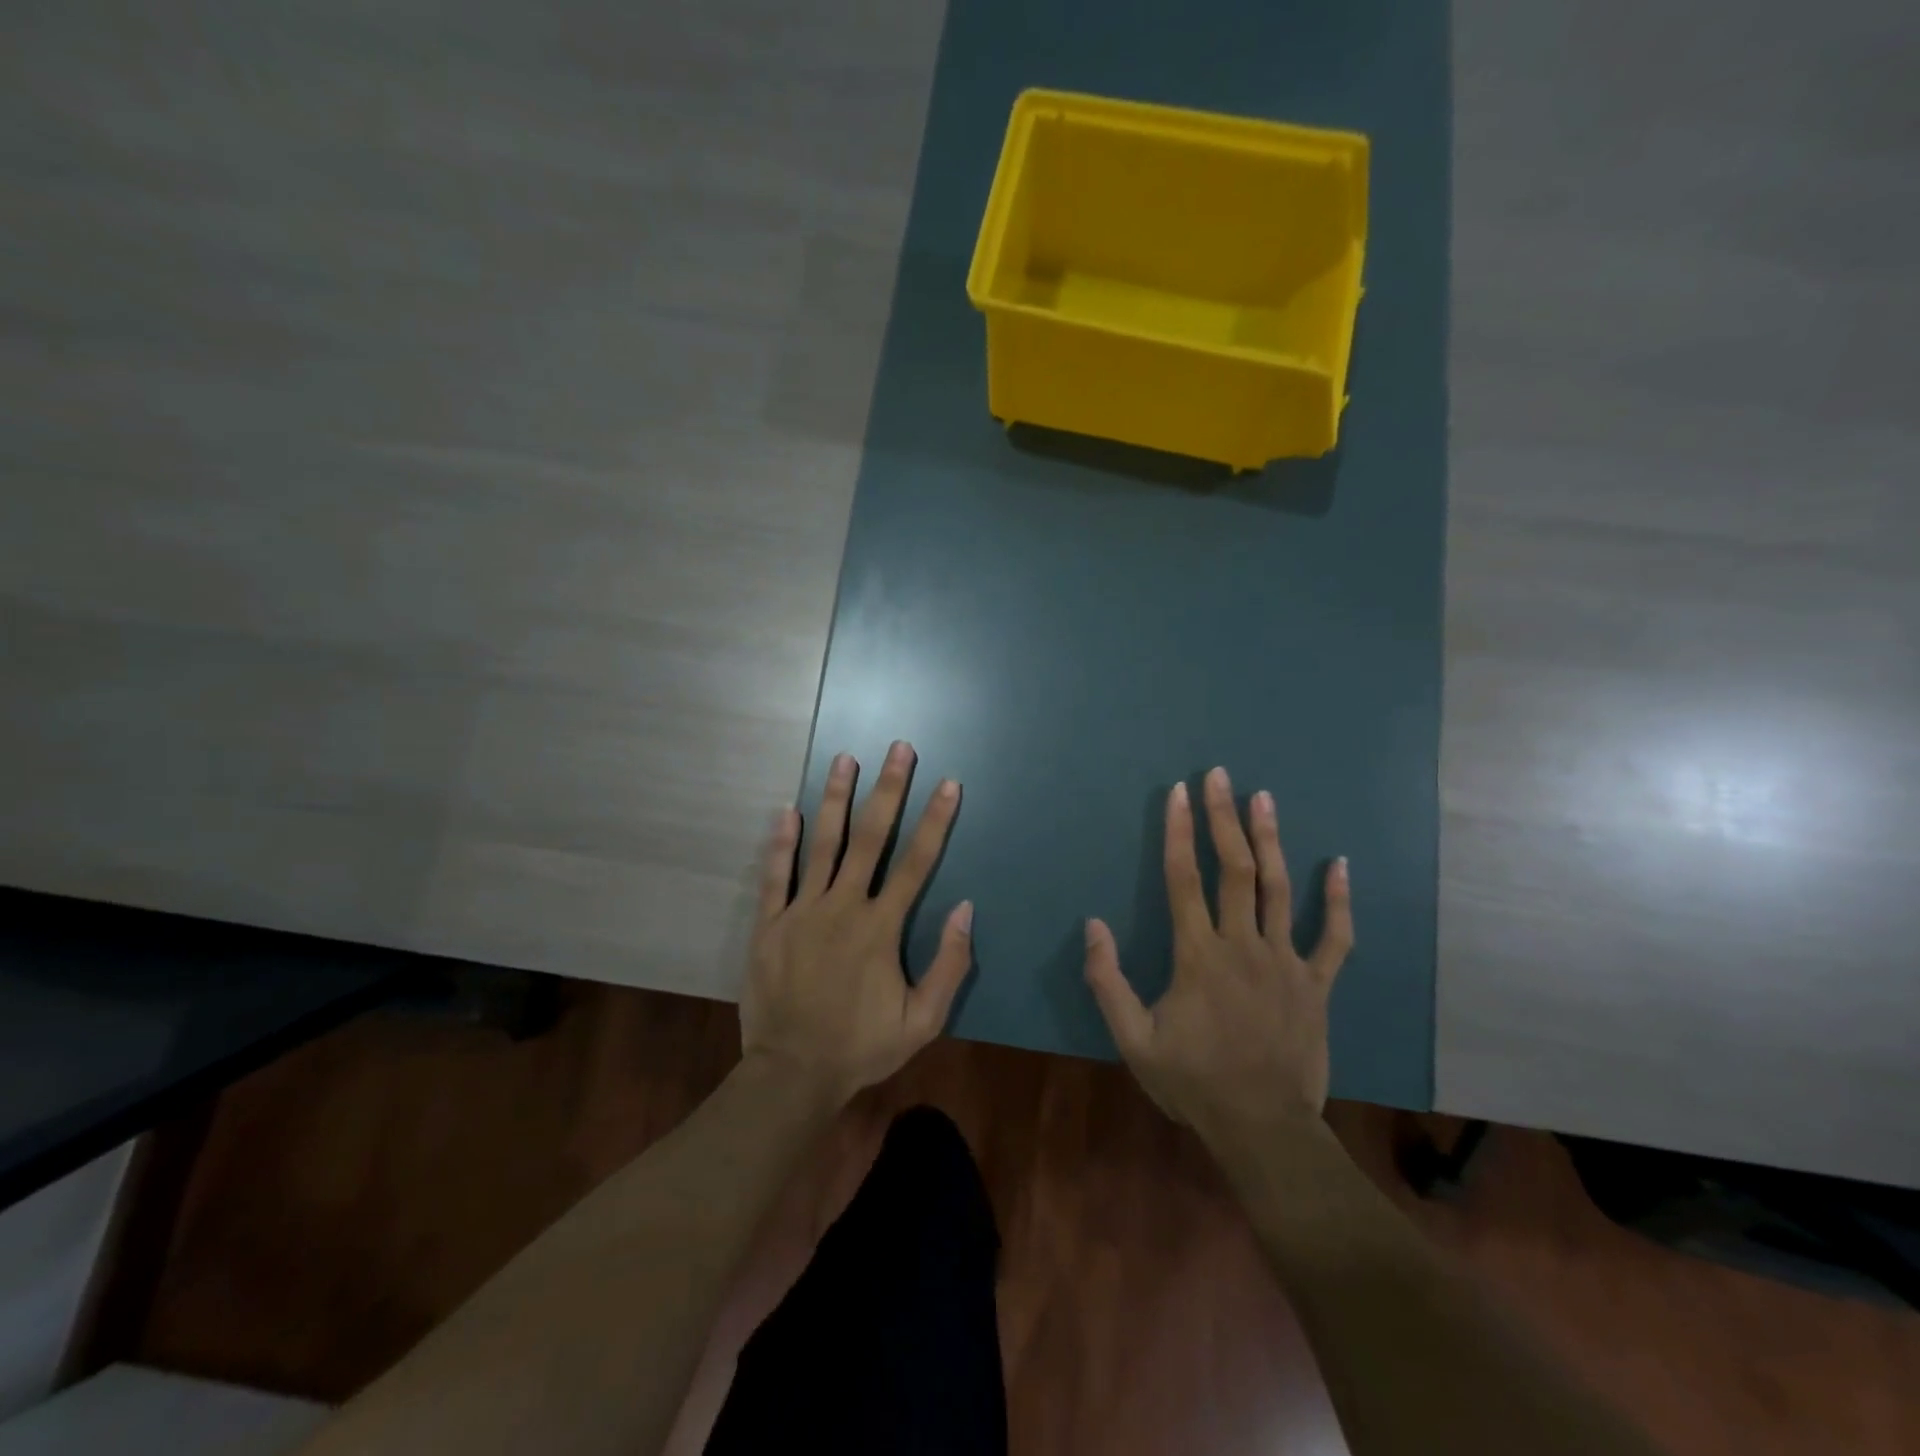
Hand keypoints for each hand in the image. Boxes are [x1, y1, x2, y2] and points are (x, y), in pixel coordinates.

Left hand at [741, 741, 973, 1108]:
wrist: (792, 1073)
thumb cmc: (861, 1046)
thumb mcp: (922, 1020)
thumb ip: (949, 964)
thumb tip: (966, 909)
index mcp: (881, 928)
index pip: (917, 862)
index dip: (935, 820)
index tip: (947, 783)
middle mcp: (843, 907)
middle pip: (870, 838)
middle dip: (888, 789)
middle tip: (898, 748)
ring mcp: (802, 912)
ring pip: (822, 844)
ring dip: (835, 799)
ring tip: (844, 759)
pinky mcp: (769, 925)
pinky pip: (775, 875)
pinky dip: (781, 842)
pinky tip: (786, 810)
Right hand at [1084, 767, 1352, 1135]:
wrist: (1263, 1128)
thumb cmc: (1193, 1081)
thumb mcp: (1133, 1040)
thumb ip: (1109, 981)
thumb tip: (1093, 925)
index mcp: (1198, 956)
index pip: (1183, 879)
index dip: (1178, 832)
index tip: (1177, 793)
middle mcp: (1242, 946)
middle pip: (1234, 869)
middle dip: (1223, 818)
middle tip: (1219, 776)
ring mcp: (1285, 962)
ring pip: (1279, 889)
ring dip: (1271, 840)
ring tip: (1264, 798)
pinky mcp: (1316, 984)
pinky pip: (1334, 936)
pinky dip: (1337, 900)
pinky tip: (1340, 865)